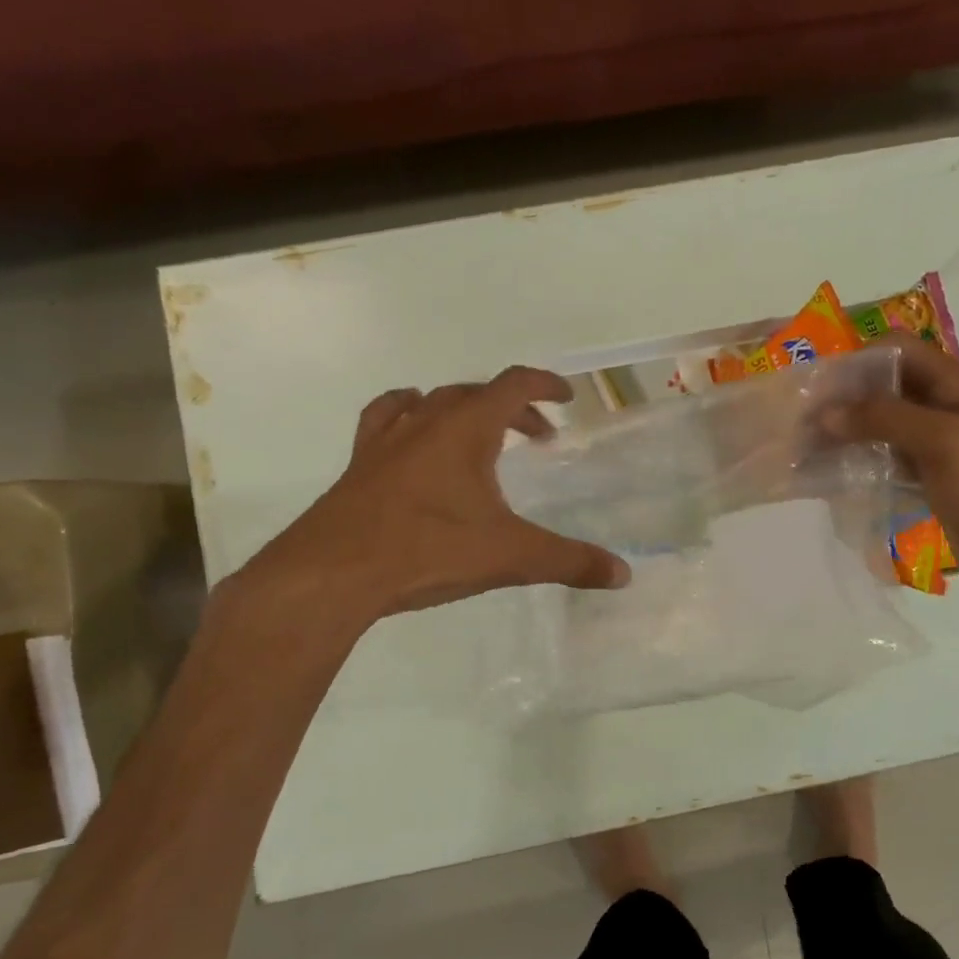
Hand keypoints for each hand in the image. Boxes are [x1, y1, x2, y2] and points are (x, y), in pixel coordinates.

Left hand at [232, 368, 629, 629]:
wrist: (334, 572)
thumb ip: (570, 561)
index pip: (512, 385)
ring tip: (478, 434)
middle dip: (512, 408)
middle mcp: (424, 421)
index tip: (566, 396)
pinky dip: (407, 419)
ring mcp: (385, 441)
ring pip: (429, 402)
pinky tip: (412, 441)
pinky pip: (385, 422)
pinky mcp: (359, 465)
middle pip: (475, 393)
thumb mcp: (511, 556)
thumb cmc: (428, 551)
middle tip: (536, 437)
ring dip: (462, 410)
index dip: (544, 384)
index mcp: (465, 429)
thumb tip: (624, 574)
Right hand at [829, 334, 958, 619]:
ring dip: (849, 430)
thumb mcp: (947, 446)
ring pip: (885, 421)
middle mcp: (953, 405)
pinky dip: (861, 457)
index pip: (899, 350)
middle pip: (888, 385)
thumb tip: (828, 413)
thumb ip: (888, 418)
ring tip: (808, 447)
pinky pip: (889, 454)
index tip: (818, 391)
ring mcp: (943, 442)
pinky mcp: (932, 474)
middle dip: (845, 399)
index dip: (857, 364)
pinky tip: (833, 472)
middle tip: (803, 423)